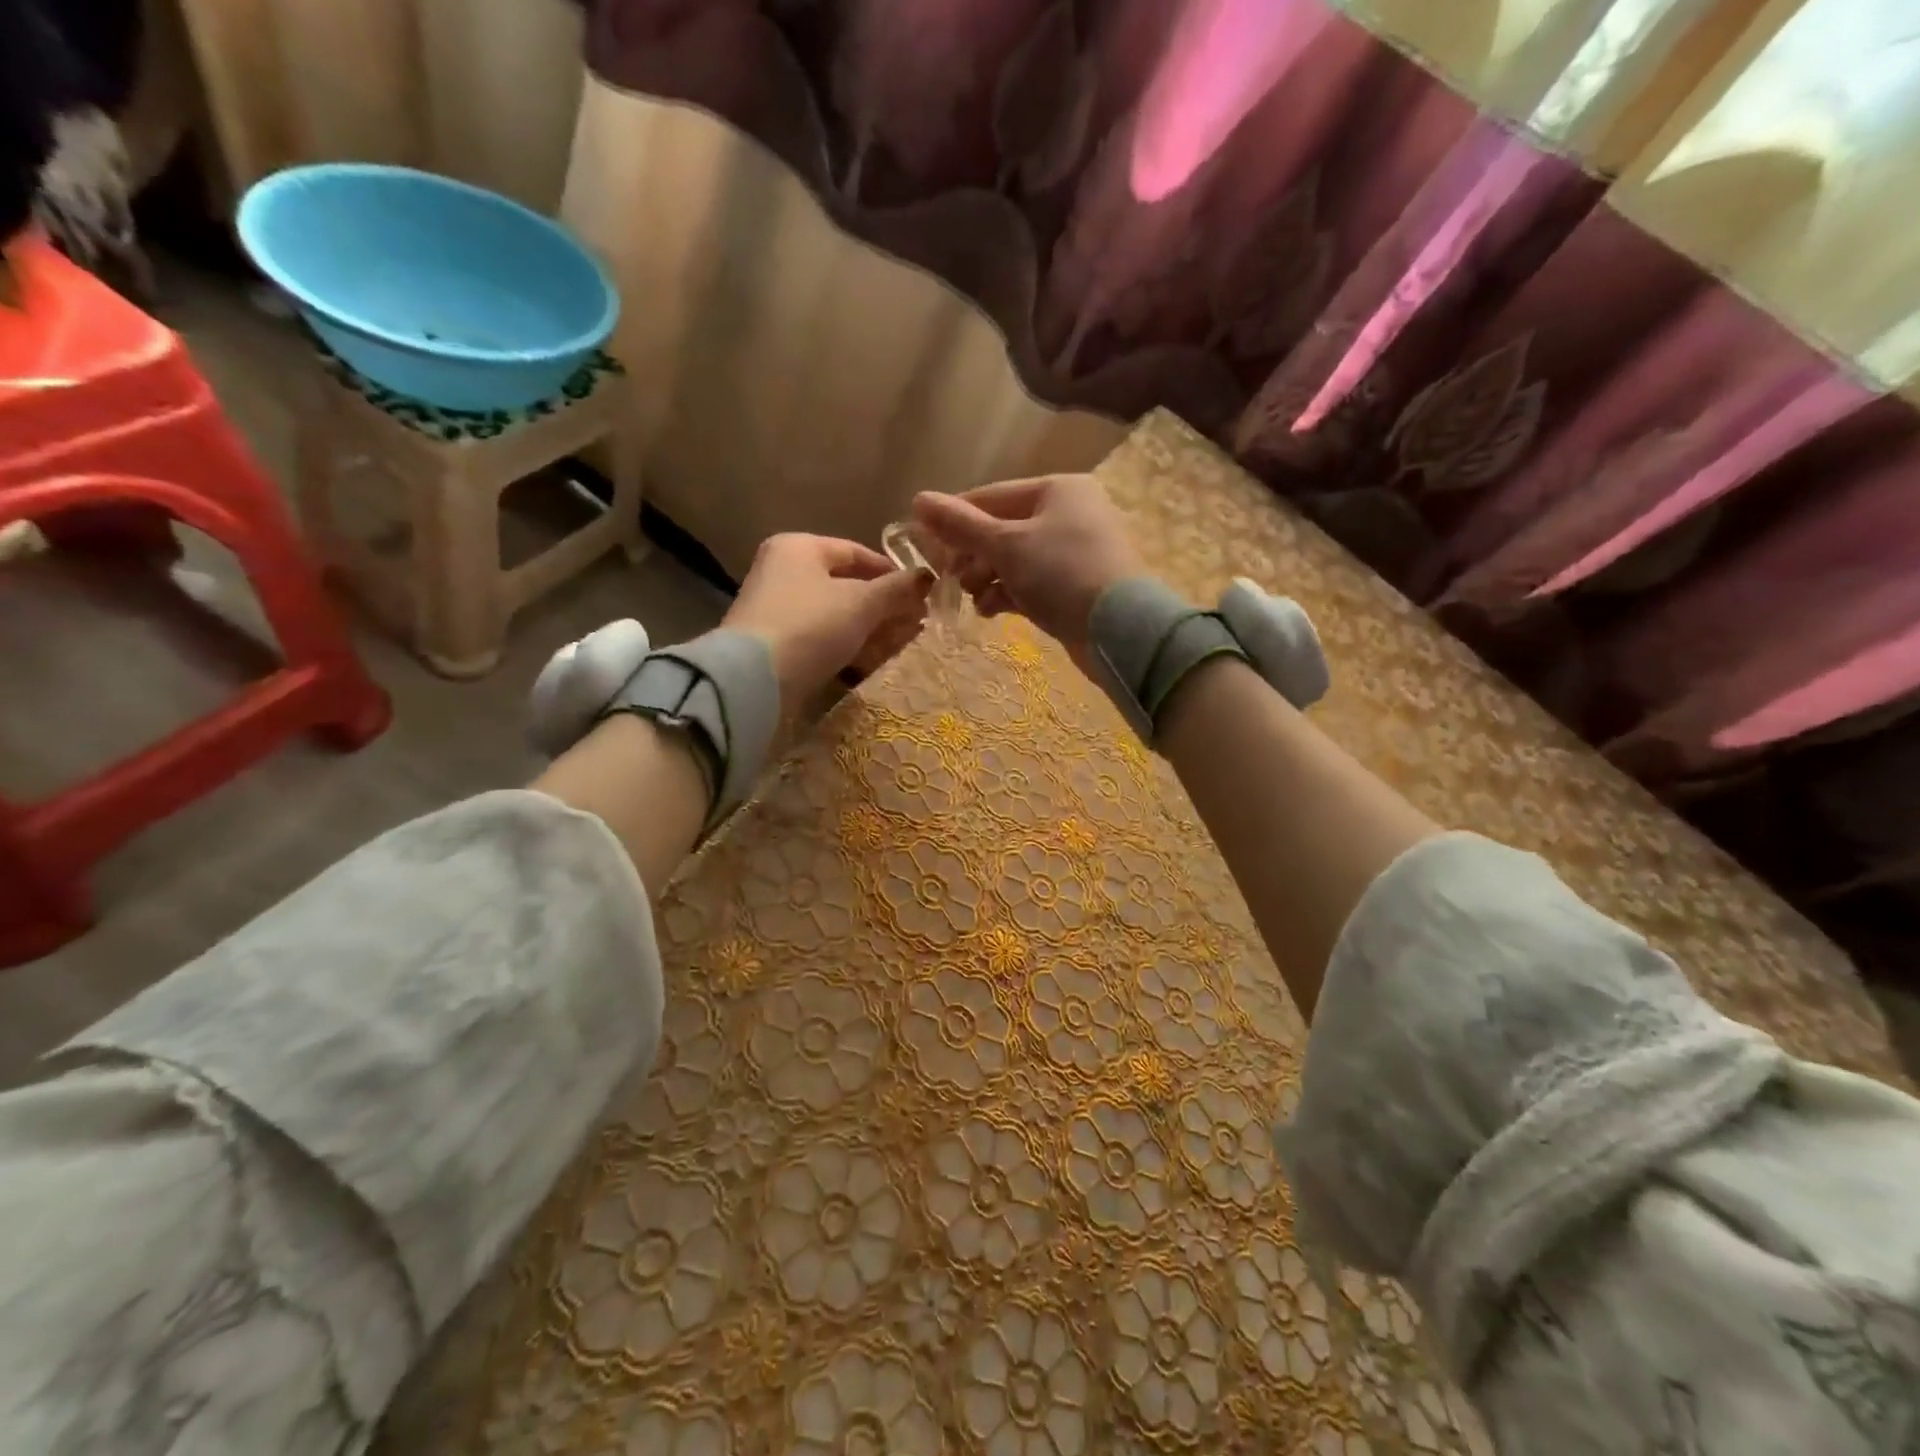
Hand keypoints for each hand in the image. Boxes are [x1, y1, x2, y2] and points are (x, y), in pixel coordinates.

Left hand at [724, 533, 931, 712]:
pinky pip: (820, 639)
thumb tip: (928, 576)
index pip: (855, 552)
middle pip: (845, 585)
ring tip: (901, 645)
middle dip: (883, 605)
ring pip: (835, 615)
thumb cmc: (811, 626)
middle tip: (916, 623)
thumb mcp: (861, 603)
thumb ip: (896, 589)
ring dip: (869, 629)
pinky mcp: (775, 645)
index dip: (892, 572)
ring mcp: (777, 610)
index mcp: (799, 548)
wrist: (753, 680)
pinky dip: (847, 647)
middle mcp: (783, 572)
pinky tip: (871, 662)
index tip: (920, 594)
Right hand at [911, 475, 1145, 668]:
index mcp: (1057, 490)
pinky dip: (1009, 593)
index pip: (992, 496)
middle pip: (1003, 529)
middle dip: (973, 556)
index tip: (924, 544)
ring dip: (987, 578)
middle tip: (949, 578)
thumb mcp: (1006, 547)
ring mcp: (1076, 552)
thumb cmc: (1062, 575)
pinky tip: (989, 611)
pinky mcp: (1078, 586)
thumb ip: (961, 526)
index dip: (955, 519)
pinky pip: (1033, 582)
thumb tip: (918, 500)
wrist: (1121, 631)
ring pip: (1016, 559)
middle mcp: (1070, 513)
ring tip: (970, 598)